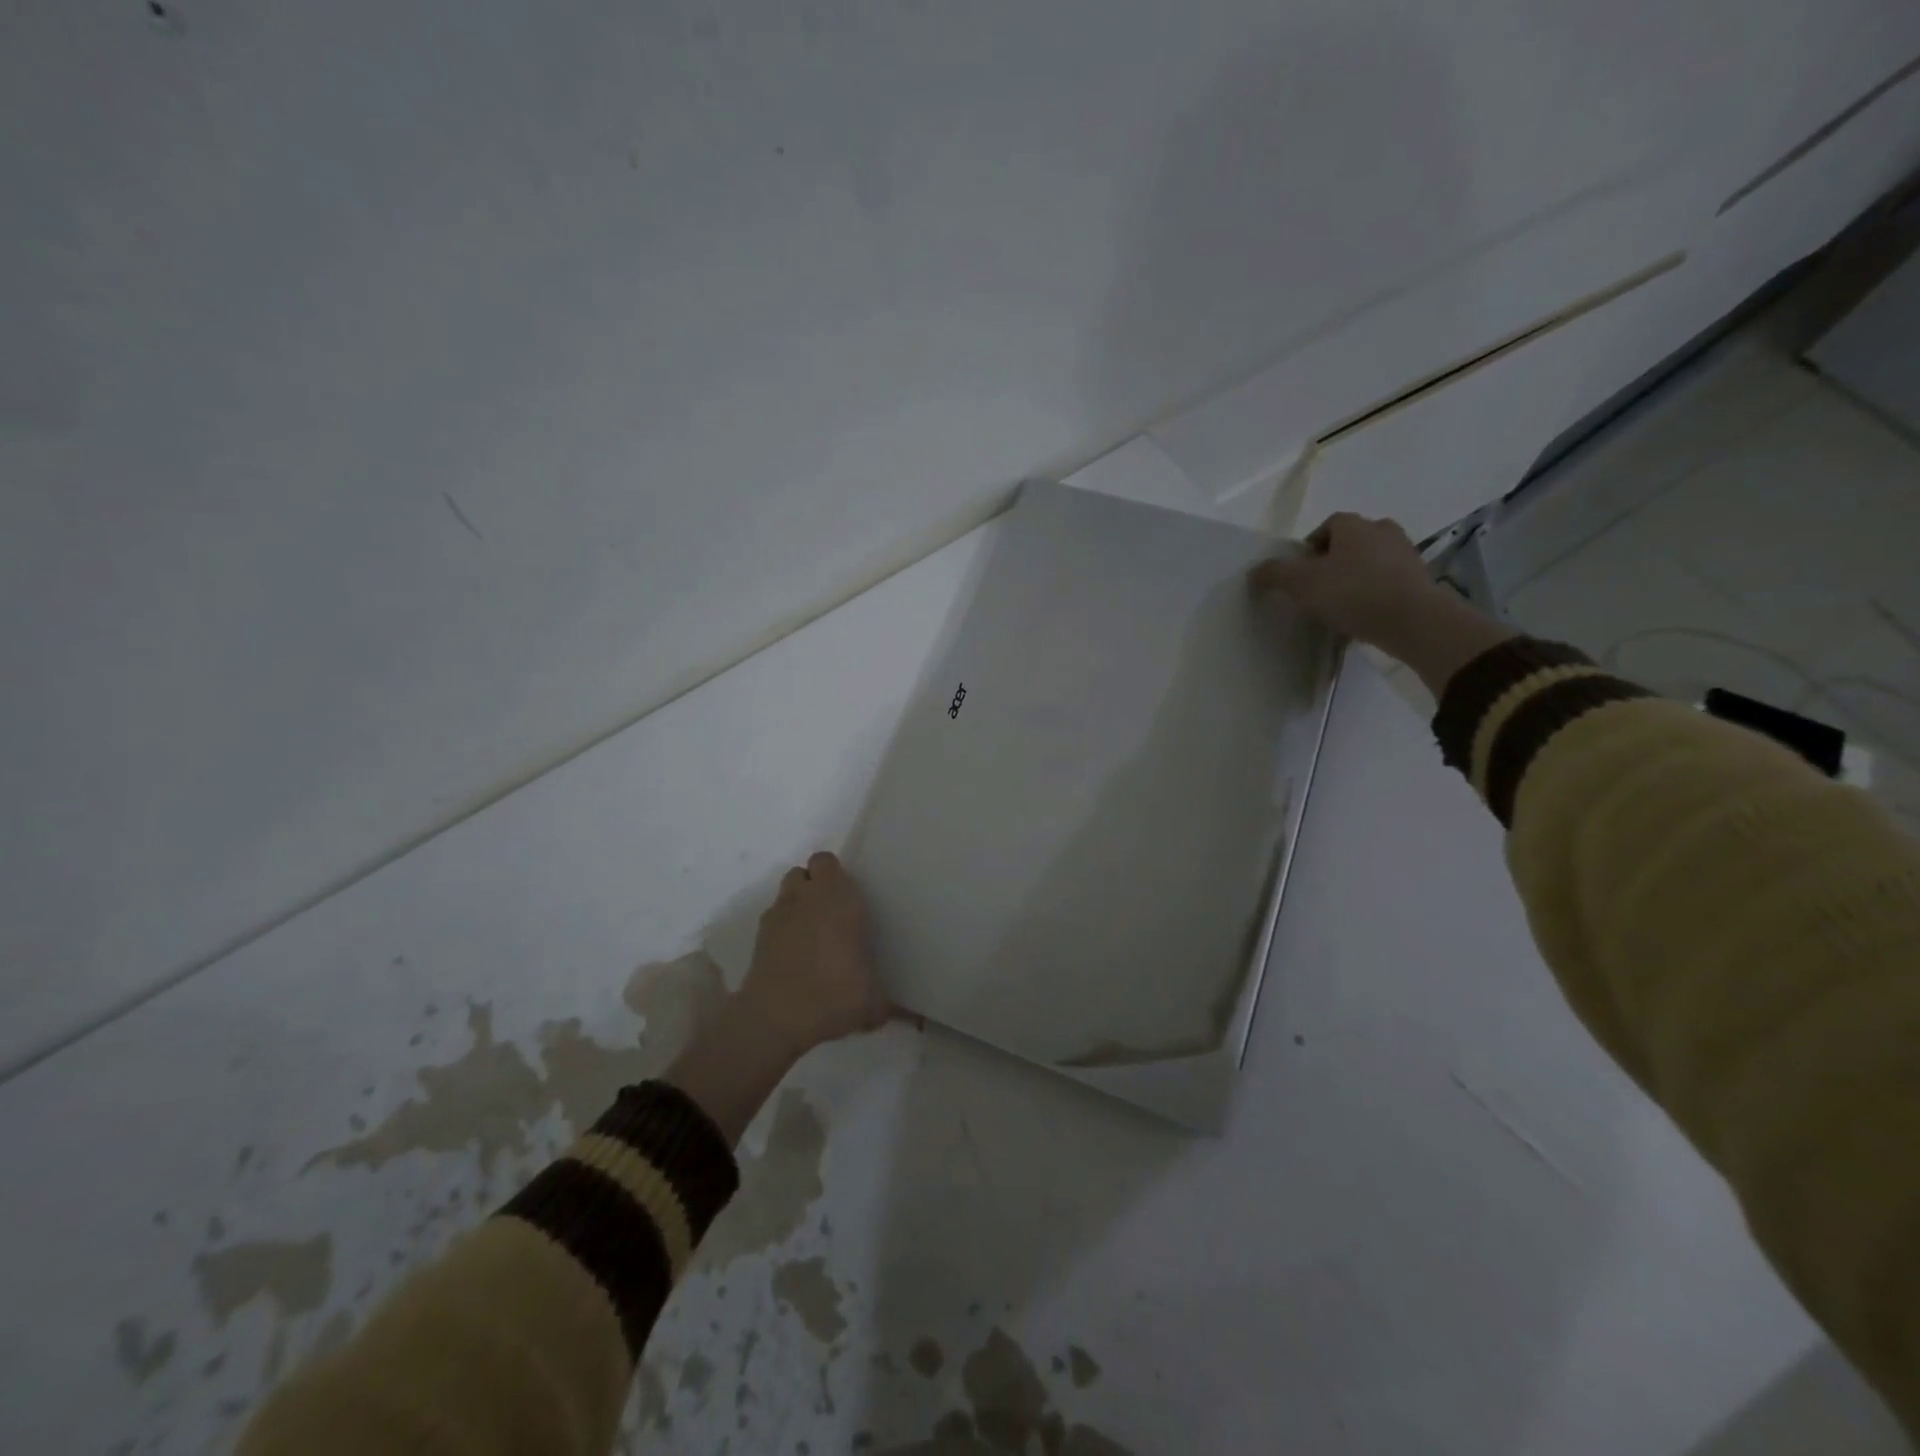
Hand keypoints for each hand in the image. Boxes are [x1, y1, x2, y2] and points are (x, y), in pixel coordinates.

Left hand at [735, 851, 887, 1059]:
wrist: (776, 1018)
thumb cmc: (832, 994)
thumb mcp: (871, 1002)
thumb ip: (882, 1001)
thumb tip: (888, 1011)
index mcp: (838, 898)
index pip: (828, 862)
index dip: (836, 875)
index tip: (849, 896)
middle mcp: (806, 898)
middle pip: (805, 871)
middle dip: (815, 883)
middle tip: (832, 910)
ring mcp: (778, 915)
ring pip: (787, 891)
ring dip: (798, 902)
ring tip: (812, 930)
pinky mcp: (758, 937)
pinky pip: (773, 918)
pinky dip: (783, 927)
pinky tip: (794, 953)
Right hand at [1248, 513, 1445, 652]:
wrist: (1411, 620)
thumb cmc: (1351, 592)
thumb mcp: (1300, 583)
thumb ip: (1274, 574)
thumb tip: (1255, 571)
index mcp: (1354, 525)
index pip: (1327, 526)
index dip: (1310, 547)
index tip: (1300, 573)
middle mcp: (1383, 531)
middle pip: (1351, 542)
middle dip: (1334, 561)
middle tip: (1318, 588)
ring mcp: (1406, 554)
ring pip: (1371, 561)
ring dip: (1356, 576)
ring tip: (1340, 604)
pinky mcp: (1420, 580)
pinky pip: (1388, 582)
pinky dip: (1374, 593)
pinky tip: (1363, 615)